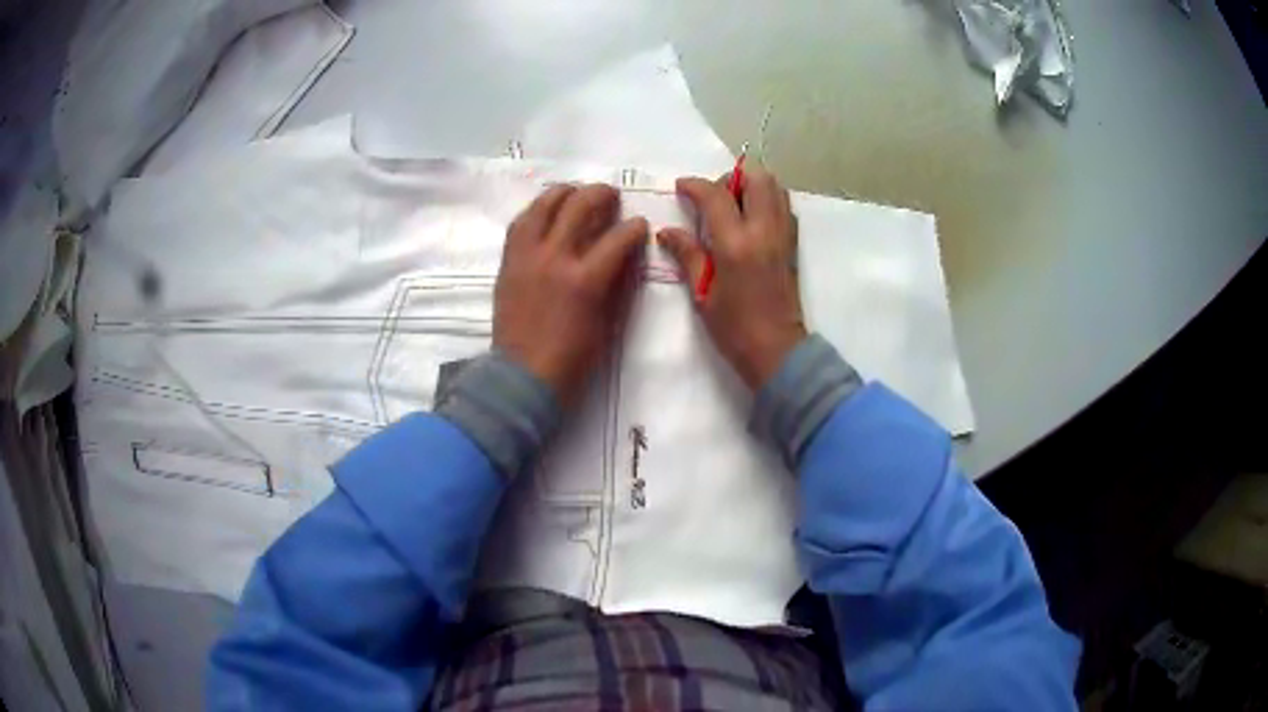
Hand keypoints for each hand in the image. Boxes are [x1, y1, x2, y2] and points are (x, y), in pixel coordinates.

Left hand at [494, 184, 647, 404]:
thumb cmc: (572, 358)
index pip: (619, 237)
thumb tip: (626, 254)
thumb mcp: (607, 323)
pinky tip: (547, 211)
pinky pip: (521, 222)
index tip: (639, 226)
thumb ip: (617, 283)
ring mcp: (527, 256)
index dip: (635, 228)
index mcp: (585, 279)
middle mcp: (555, 258)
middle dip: (603, 194)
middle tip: (612, 197)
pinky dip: (538, 210)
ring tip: (577, 192)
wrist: (523, 375)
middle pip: (580, 205)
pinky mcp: (509, 260)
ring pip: (545, 204)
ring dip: (566, 192)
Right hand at [657, 168, 806, 389]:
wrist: (777, 351)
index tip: (680, 187)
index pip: (716, 195)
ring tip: (732, 204)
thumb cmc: (734, 328)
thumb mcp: (702, 293)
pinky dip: (767, 199)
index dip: (695, 185)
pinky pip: (784, 205)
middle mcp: (764, 230)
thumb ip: (687, 254)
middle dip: (730, 177)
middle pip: (756, 177)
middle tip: (713, 196)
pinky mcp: (792, 244)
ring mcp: (783, 235)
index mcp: (736, 243)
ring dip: (751, 184)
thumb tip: (666, 231)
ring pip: (775, 186)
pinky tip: (750, 219)